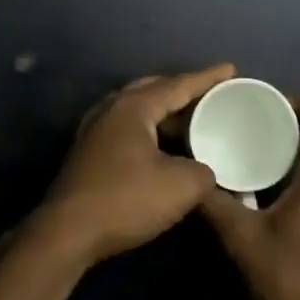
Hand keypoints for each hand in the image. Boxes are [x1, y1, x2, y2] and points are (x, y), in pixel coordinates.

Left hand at [34, 64, 233, 265]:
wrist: (69, 230)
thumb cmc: (126, 199)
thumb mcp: (181, 186)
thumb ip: (204, 171)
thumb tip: (204, 170)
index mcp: (134, 106)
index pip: (178, 85)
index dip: (207, 78)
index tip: (230, 69)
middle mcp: (111, 108)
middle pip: (153, 89)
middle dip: (183, 90)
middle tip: (211, 94)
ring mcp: (96, 128)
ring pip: (138, 109)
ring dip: (164, 111)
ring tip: (191, 118)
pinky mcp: (89, 150)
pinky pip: (127, 127)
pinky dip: (149, 128)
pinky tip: (161, 145)